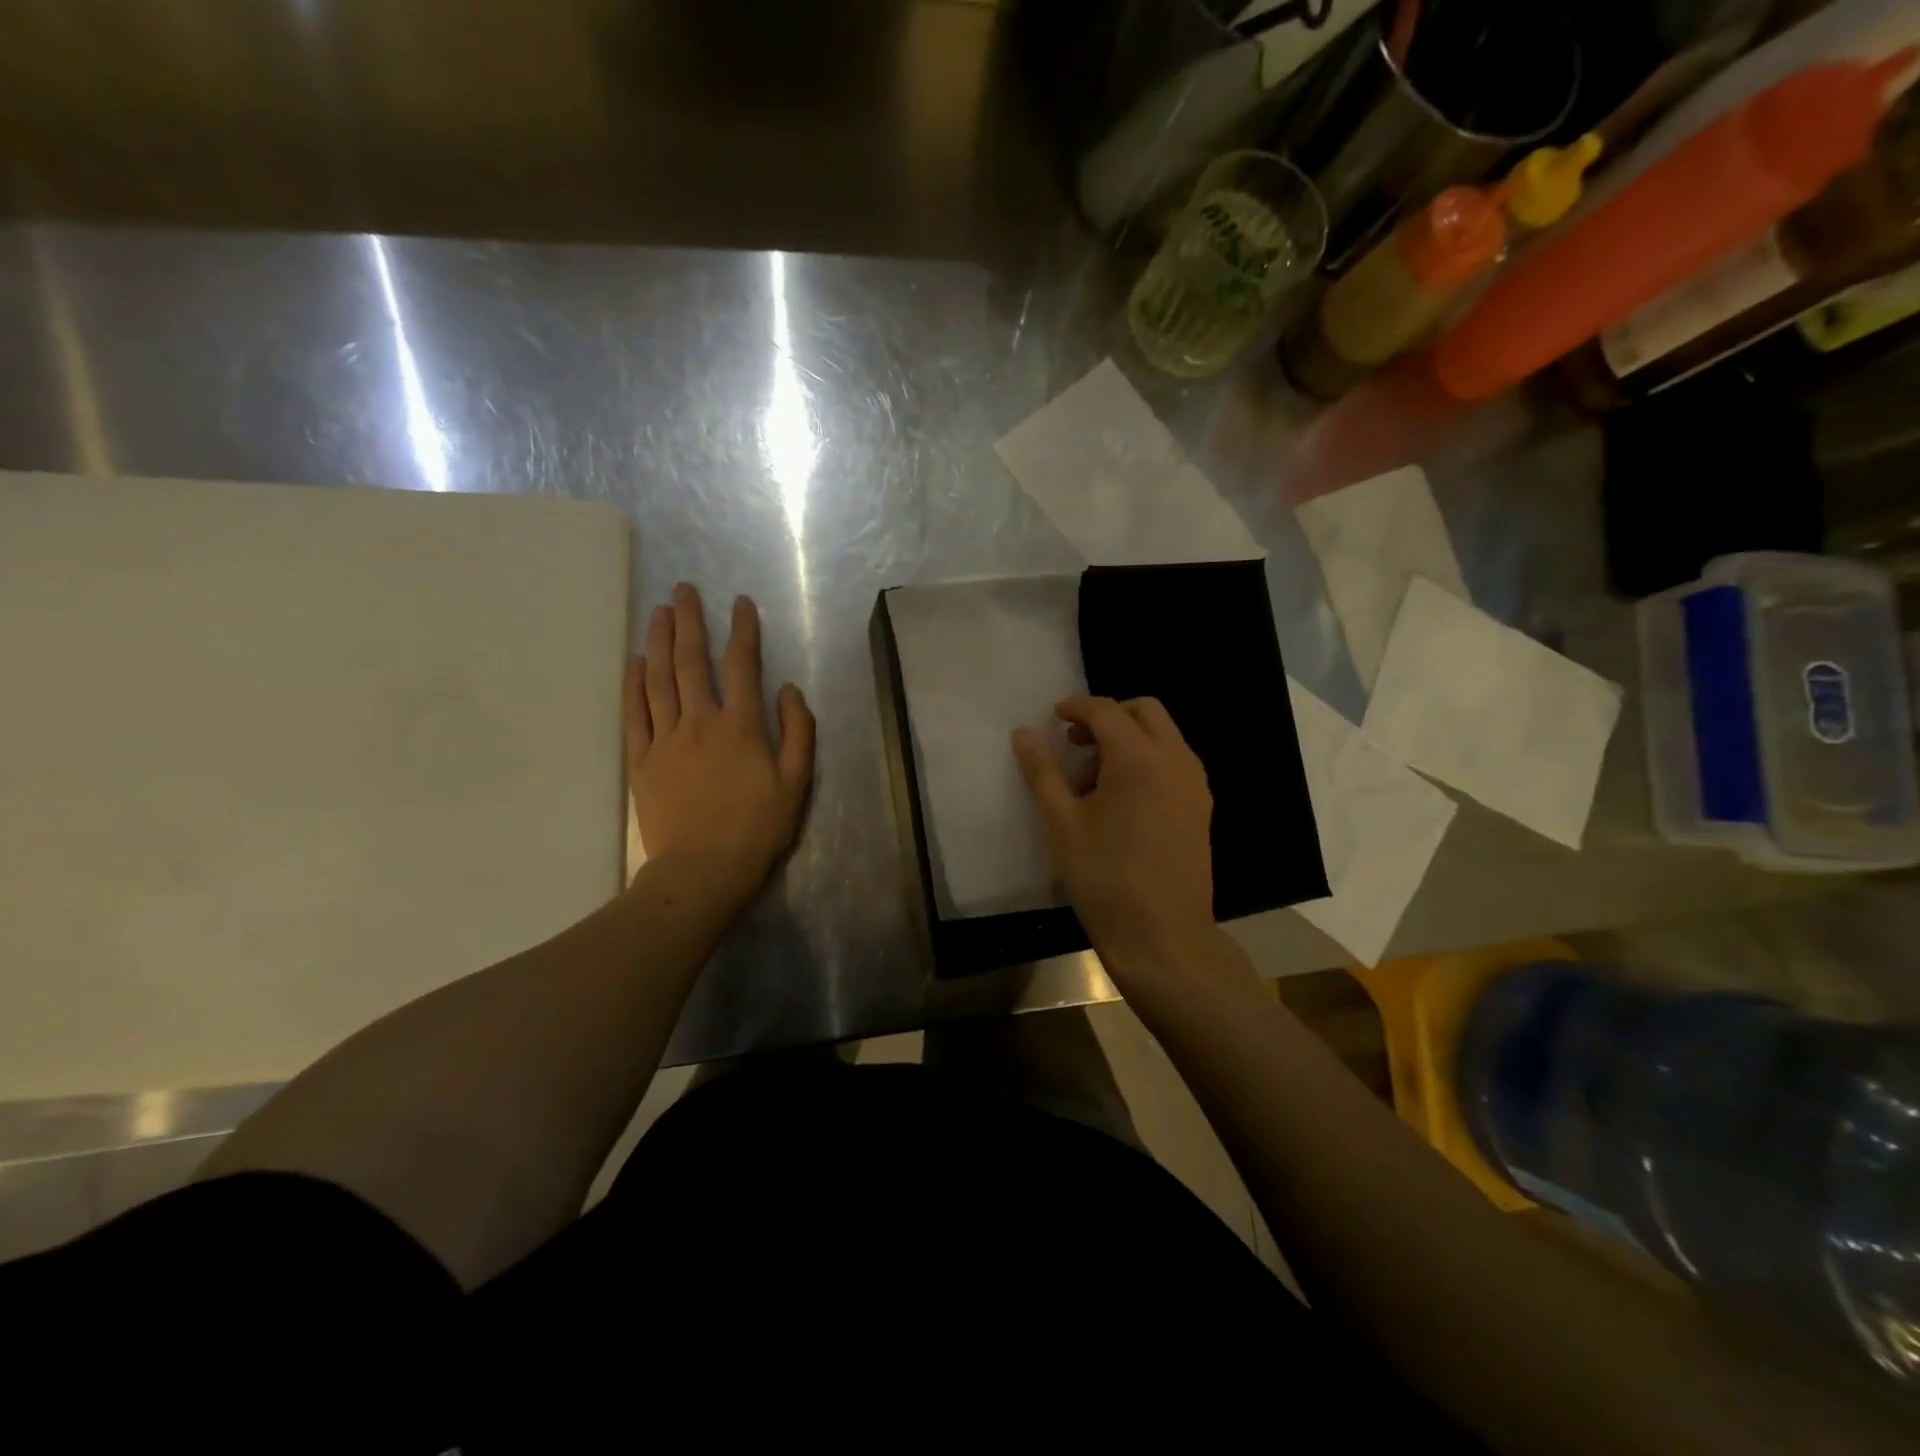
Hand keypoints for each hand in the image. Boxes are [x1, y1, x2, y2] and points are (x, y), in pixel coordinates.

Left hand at [626, 584, 814, 907]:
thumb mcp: (796, 783)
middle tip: (683, 589)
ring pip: (659, 680)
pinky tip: (634, 662)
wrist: (703, 870)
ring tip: (659, 612)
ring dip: (659, 642)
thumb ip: (797, 731)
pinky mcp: (642, 761)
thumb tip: (788, 690)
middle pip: (692, 662)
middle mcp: (699, 722)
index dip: (743, 630)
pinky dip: (633, 685)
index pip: (742, 665)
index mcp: (741, 727)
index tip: (741, 602)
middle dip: (690, 621)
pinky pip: (635, 714)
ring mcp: (665, 739)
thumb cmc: (757, 828)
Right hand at [1012, 696, 1216, 981]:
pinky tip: (1121, 799)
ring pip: (1163, 736)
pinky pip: (1173, 762)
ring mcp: (1195, 784)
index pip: (1106, 711)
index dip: (1077, 707)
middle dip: (1108, 716)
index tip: (1054, 717)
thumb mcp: (1061, 823)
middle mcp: (1176, 760)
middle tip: (1075, 743)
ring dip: (1129, 738)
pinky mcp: (1201, 807)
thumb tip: (1024, 733)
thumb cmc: (1104, 878)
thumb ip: (1041, 771)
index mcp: (1139, 759)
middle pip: (1145, 711)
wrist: (1162, 936)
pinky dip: (1147, 760)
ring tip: (1093, 778)